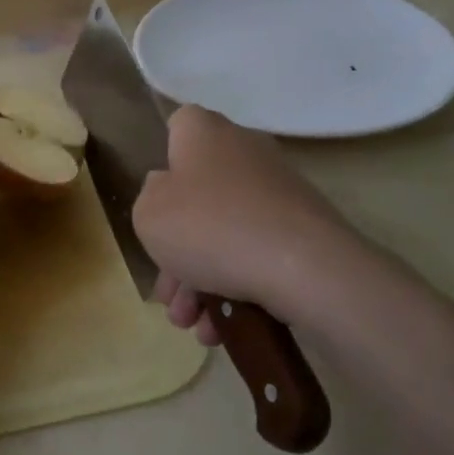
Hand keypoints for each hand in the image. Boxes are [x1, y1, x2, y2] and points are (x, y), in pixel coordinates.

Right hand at [133, 105, 386, 344]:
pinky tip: (223, 328)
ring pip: (225, 231)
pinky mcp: (303, 228)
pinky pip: (256, 251)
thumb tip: (169, 192)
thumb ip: (148, 198)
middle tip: (169, 294)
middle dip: (177, 250)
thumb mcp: (148, 214)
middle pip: (198, 194)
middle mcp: (244, 150)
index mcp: (204, 133)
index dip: (162, 160)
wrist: (304, 268)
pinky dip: (236, 285)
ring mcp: (278, 190)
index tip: (155, 201)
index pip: (177, 126)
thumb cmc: (210, 227)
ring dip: (202, 280)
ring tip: (193, 325)